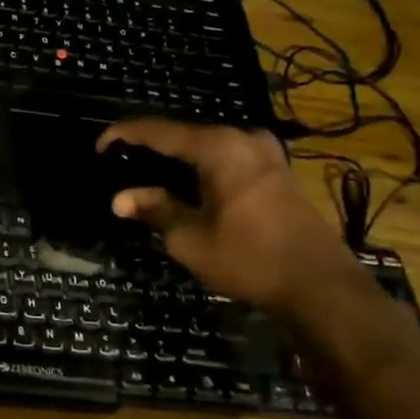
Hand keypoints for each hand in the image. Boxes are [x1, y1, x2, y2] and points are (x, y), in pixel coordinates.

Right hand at [97, 119, 366, 320]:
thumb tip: (119, 199)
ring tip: (144, 168)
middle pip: (183, 134)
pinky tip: (184, 181)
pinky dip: (199, 165)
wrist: (322, 288)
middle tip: (118, 158)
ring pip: (205, 145)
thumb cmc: (249, 259)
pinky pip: (225, 157)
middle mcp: (242, 139)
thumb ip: (154, 209)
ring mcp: (265, 153)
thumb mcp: (189, 238)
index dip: (123, 135)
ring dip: (175, 156)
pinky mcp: (277, 171)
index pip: (157, 130)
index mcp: (218, 147)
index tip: (97, 146)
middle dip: (149, 145)